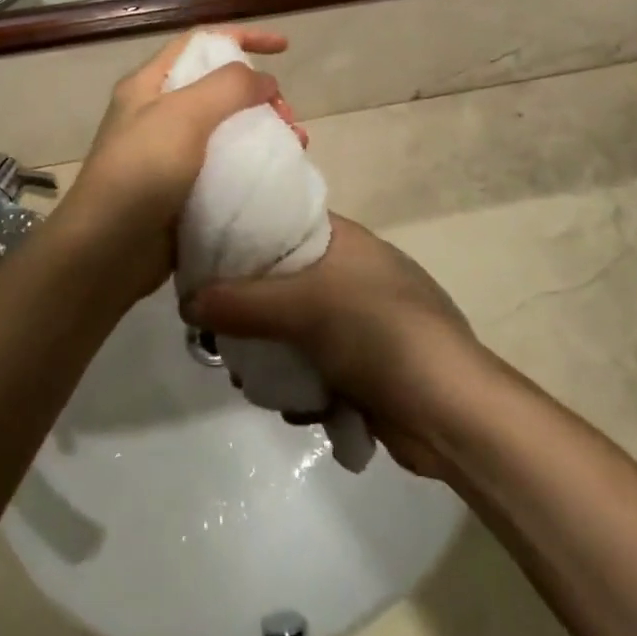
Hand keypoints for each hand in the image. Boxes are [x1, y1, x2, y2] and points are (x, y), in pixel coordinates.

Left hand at [60, 28, 306, 299]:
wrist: (107, 252)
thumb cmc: (141, 172)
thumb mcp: (183, 115)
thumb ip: (228, 86)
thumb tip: (264, 80)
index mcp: (150, 84)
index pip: (201, 42)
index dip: (242, 37)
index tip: (284, 47)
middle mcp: (159, 113)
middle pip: (220, 86)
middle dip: (260, 92)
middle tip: (287, 115)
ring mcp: (171, 153)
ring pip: (228, 127)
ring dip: (264, 128)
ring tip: (295, 144)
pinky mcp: (184, 189)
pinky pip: (227, 164)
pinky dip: (255, 162)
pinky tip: (278, 172)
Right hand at [187, 216, 482, 476]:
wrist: (451, 411)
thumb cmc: (377, 332)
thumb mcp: (302, 306)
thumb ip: (240, 302)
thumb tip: (185, 300)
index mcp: (344, 240)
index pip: (282, 223)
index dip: (243, 238)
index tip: (205, 261)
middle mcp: (352, 273)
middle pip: (283, 283)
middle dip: (250, 313)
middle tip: (217, 333)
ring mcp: (362, 322)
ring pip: (296, 331)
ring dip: (273, 357)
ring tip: (247, 378)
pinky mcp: (367, 366)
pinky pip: (317, 368)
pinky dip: (302, 386)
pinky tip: (293, 407)